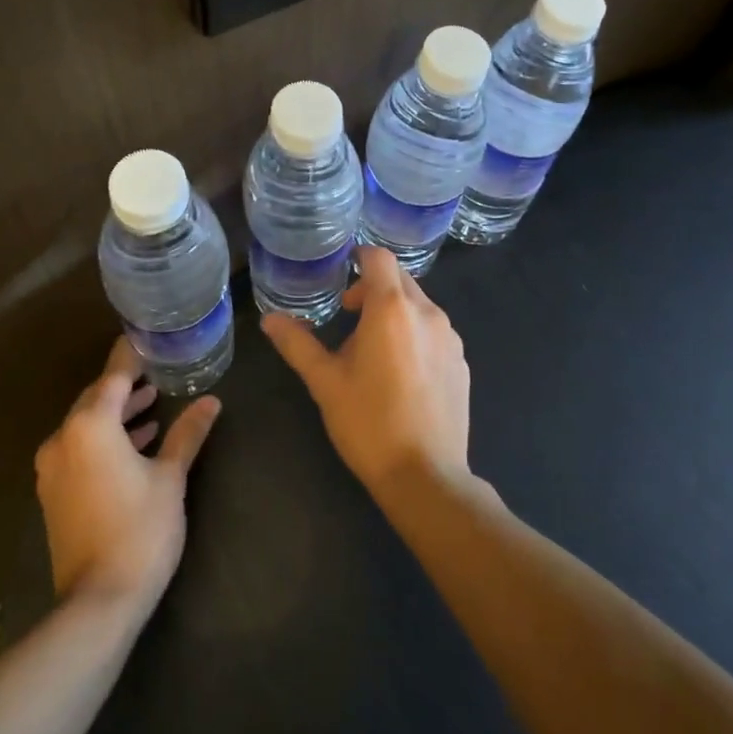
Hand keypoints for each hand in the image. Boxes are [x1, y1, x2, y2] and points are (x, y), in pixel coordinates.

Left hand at [35, 338, 221, 614]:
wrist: (97, 603)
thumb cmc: (139, 531)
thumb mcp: (170, 478)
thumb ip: (187, 434)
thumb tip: (211, 401)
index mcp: (90, 426)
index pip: (114, 376)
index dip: (132, 356)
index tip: (149, 338)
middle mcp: (63, 439)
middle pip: (96, 399)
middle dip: (126, 386)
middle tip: (158, 374)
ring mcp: (53, 468)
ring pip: (86, 425)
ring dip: (117, 414)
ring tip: (152, 408)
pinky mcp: (53, 493)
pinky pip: (79, 449)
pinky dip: (104, 440)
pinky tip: (134, 446)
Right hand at [261, 246, 470, 500]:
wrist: (425, 477)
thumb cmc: (368, 422)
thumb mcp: (325, 382)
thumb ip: (297, 343)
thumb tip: (270, 319)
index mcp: (392, 308)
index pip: (379, 257)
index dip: (360, 256)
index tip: (342, 271)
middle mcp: (427, 313)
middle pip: (400, 279)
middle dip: (374, 286)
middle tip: (349, 313)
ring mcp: (450, 338)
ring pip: (419, 305)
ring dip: (395, 311)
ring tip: (372, 347)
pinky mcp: (462, 362)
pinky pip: (435, 331)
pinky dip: (415, 334)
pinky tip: (401, 372)